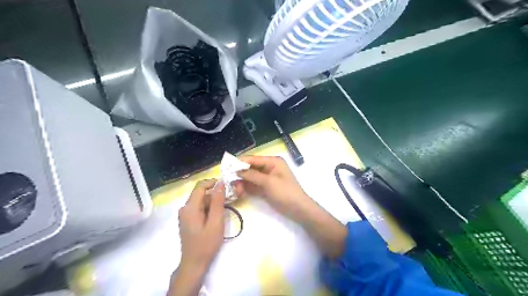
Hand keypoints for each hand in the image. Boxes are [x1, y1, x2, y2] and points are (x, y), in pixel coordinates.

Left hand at [179, 180, 223, 270]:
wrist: (194, 264)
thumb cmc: (206, 244)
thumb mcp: (216, 222)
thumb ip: (218, 202)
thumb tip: (220, 184)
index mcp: (190, 207)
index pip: (200, 186)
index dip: (213, 182)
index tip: (227, 185)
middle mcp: (185, 208)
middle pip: (201, 193)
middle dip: (215, 193)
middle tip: (230, 198)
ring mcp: (185, 214)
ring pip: (201, 200)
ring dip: (213, 201)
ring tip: (226, 208)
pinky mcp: (188, 219)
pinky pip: (199, 207)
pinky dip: (209, 208)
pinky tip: (217, 215)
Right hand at [235, 158, 312, 221]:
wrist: (298, 209)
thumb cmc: (285, 192)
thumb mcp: (268, 182)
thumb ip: (252, 175)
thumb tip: (237, 170)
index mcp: (273, 161)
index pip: (253, 159)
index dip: (239, 162)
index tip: (226, 166)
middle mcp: (269, 167)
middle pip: (250, 167)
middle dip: (240, 174)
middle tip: (229, 182)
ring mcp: (266, 178)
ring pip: (250, 177)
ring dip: (242, 182)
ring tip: (235, 190)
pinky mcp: (265, 187)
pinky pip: (253, 185)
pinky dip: (246, 187)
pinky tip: (239, 192)